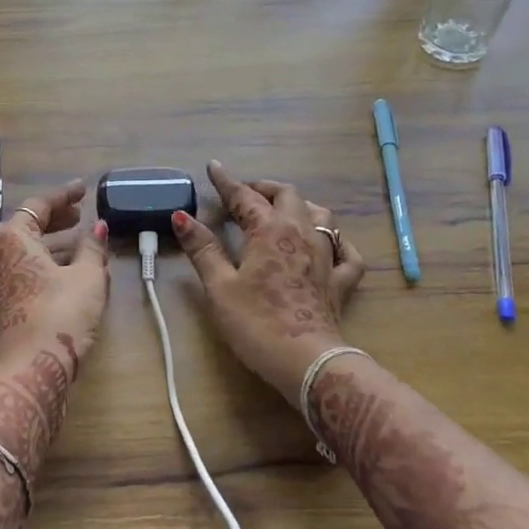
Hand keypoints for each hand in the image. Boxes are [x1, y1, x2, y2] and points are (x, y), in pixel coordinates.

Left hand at [0, 179, 111, 378]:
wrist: (31, 370)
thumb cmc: (60, 313)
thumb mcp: (88, 277)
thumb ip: (93, 248)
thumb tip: (98, 228)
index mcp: (12, 239)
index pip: (38, 206)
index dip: (64, 196)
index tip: (84, 190)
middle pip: (27, 228)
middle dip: (56, 220)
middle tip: (80, 215)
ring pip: (26, 253)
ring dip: (54, 246)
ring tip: (83, 246)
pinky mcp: (2, 306)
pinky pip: (24, 273)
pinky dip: (46, 266)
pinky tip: (71, 274)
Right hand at [174, 161, 365, 403]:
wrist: (307, 361)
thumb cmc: (256, 323)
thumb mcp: (219, 287)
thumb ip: (203, 249)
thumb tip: (181, 216)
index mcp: (270, 230)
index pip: (244, 196)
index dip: (227, 181)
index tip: (214, 167)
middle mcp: (302, 233)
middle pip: (287, 195)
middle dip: (264, 189)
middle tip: (245, 194)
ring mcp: (327, 256)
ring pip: (320, 215)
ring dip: (300, 206)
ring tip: (283, 211)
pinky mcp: (342, 281)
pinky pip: (347, 252)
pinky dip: (337, 242)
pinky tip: (331, 245)